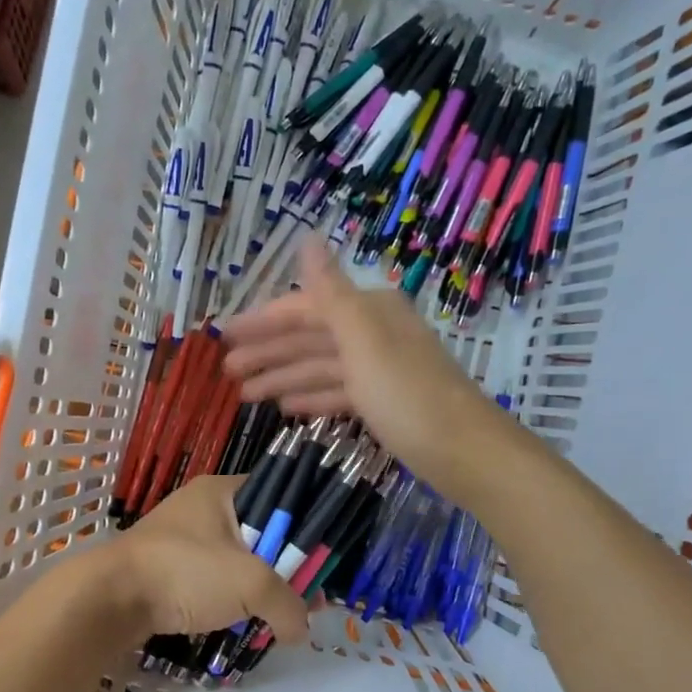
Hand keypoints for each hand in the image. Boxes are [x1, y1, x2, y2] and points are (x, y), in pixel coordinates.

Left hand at [91, 475, 308, 641]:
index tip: (323, 560)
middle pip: (261, 531)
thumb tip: (302, 631)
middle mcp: (202, 507)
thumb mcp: (251, 584)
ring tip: (279, 615)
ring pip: (237, 558)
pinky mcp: (169, 568)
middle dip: (285, 565)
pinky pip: (212, 578)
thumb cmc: (185, 572)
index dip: (305, 525)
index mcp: (222, 490)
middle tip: (307, 596)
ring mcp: (182, 538)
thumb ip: (289, 604)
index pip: (279, 494)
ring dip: (258, 586)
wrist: (110, 599)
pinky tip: (244, 620)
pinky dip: (230, 598)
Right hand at [221, 240, 514, 491]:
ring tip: (244, 395)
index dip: (263, 321)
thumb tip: (308, 238)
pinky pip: (338, 392)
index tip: (224, 336)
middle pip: (310, 337)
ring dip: (283, 378)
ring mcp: (380, 369)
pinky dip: (312, 397)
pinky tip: (286, 409)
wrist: (466, 454)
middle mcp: (374, 333)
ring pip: (320, 367)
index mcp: (369, 311)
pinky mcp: (385, 402)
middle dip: (268, 352)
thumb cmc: (409, 395)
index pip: (305, 308)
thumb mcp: (364, 341)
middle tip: (226, 371)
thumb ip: (331, 293)